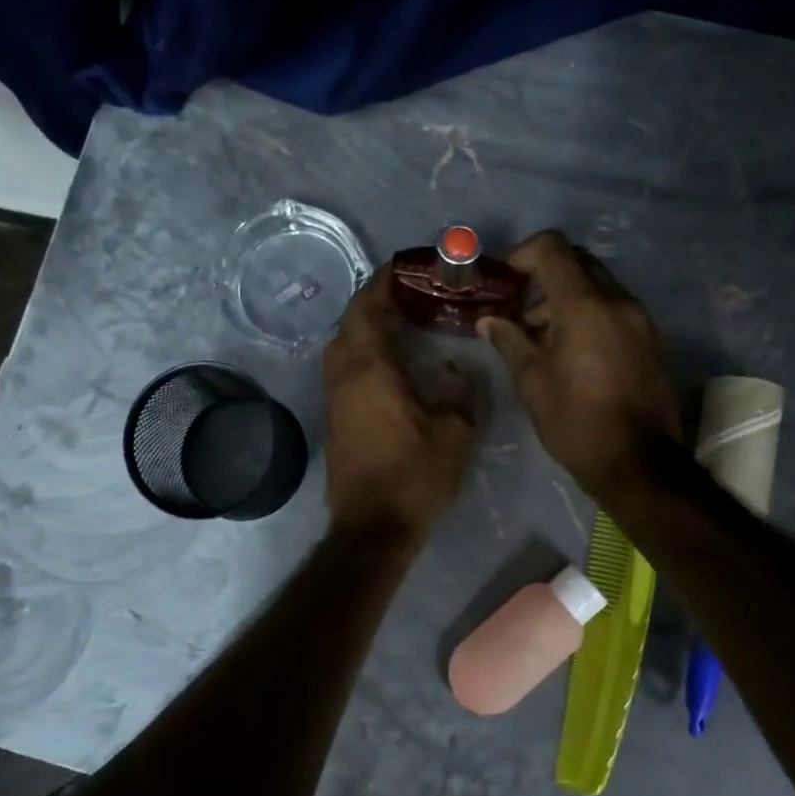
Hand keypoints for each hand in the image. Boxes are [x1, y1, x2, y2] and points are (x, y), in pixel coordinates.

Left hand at [323, 271, 476, 539]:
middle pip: (352, 321)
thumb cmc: (415, 476)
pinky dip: (365, 351)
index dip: (385, 281)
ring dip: (368, 326)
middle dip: (378, 300)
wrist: (373, 527)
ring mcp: (335, 396)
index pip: (369, 306)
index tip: (409, 268)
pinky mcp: (335, 417)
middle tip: (414, 295)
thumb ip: (459, 390)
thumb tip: (453, 367)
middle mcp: (344, 374)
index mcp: (370, 367)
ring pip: (345, 345)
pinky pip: (346, 367)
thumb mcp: (454, 432)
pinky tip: (393, 361)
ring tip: (405, 322)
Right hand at [478, 230, 679, 501]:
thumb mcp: (533, 384)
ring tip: (541, 337)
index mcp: (585, 307)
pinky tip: (572, 351)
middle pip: (577, 262)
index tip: (505, 283)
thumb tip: (488, 320)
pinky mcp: (651, 339)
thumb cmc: (577, 424)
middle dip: (544, 277)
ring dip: (566, 297)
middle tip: (520, 310)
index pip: (552, 248)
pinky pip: (615, 308)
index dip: (522, 254)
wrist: (640, 464)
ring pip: (598, 285)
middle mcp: (618, 301)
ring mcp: (640, 319)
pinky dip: (589, 314)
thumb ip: (510, 342)